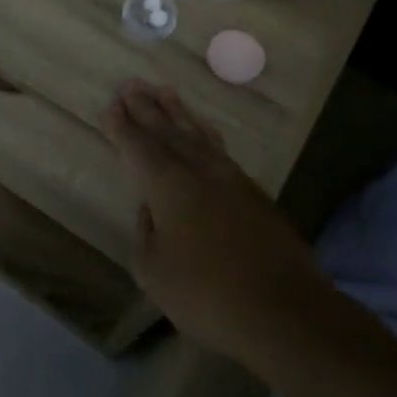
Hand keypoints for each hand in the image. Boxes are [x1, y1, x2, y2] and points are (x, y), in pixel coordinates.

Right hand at [103, 79, 325, 369]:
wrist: (286, 312)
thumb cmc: (207, 293)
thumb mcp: (154, 270)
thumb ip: (147, 231)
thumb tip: (152, 209)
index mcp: (168, 185)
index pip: (139, 147)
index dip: (122, 127)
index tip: (111, 106)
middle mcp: (199, 171)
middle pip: (168, 132)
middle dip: (146, 108)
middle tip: (131, 84)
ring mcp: (232, 180)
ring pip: (198, 135)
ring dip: (179, 113)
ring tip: (165, 92)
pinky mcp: (255, 195)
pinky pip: (220, 150)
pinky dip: (205, 134)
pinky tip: (204, 132)